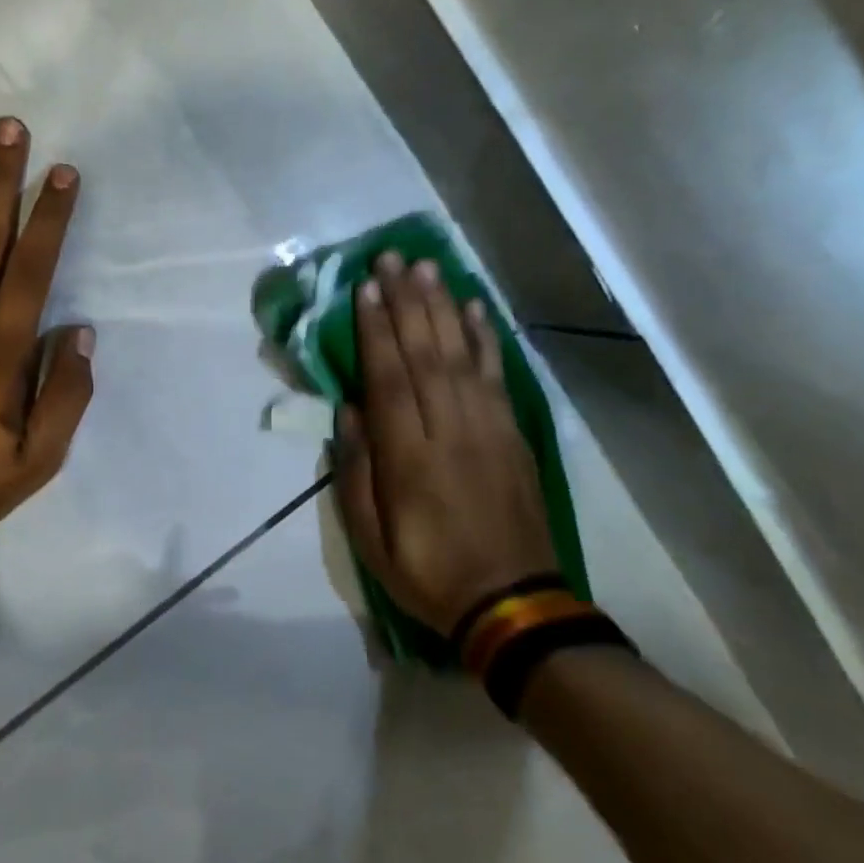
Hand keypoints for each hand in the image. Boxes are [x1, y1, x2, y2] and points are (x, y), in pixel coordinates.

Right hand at [334, 252, 556, 638]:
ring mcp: (488, 430)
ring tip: (427, 269)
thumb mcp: (370, 537)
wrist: (513, 603)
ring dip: (442, 309)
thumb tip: (350, 411)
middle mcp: (450, 431)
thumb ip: (356, 471)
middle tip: (392, 259)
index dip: (375, 331)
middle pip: (425, 355)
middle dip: (406, 303)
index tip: (366, 289)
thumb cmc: (427, 571)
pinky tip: (473, 310)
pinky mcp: (513, 435)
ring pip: (460, 357)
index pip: (388, 380)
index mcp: (409, 458)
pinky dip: (484, 340)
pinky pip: (496, 377)